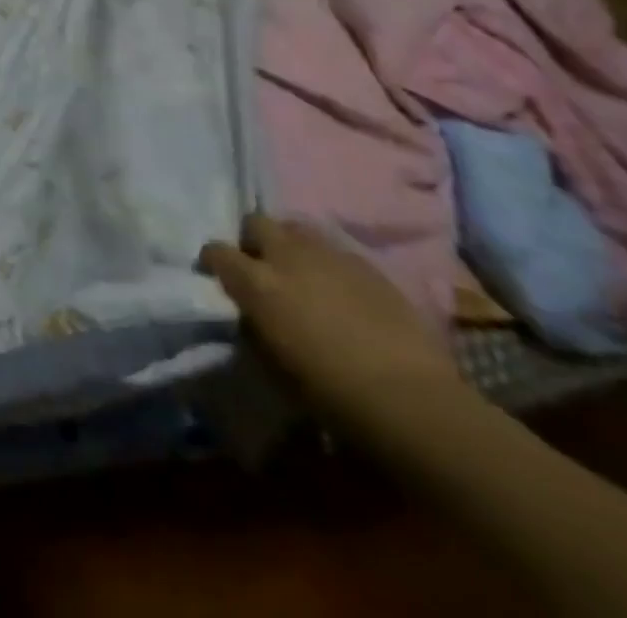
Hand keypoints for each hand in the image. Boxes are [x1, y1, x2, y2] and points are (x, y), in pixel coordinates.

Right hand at [199, 214, 460, 436]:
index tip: (217, 276)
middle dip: (254, 240)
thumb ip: (254, 324)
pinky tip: (342, 291)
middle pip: (257, 223)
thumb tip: (250, 313)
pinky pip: (338, 253)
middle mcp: (287, 257)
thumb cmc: (330, 391)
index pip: (216, 251)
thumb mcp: (271, 361)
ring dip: (293, 246)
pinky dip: (331, 265)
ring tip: (302, 273)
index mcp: (256, 281)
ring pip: (298, 230)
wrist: (412, 402)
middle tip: (263, 267)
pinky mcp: (370, 269)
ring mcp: (331, 258)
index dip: (214, 262)